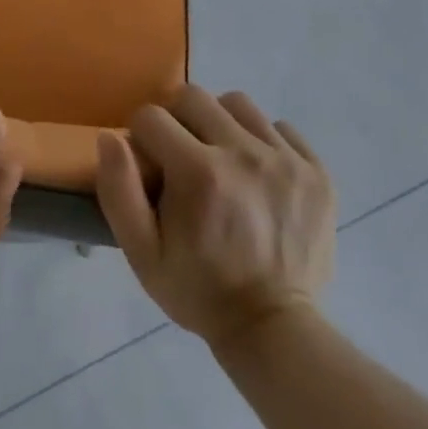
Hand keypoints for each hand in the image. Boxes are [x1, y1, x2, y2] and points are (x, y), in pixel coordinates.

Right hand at [96, 86, 334, 344]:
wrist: (274, 331)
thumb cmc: (199, 290)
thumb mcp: (142, 254)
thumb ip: (118, 190)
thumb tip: (110, 136)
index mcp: (198, 173)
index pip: (151, 116)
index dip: (142, 137)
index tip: (151, 166)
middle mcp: (243, 154)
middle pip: (193, 96)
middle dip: (178, 120)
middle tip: (183, 158)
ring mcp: (285, 160)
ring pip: (237, 104)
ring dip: (221, 124)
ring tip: (223, 161)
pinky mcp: (317, 173)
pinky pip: (280, 128)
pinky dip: (263, 141)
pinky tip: (259, 175)